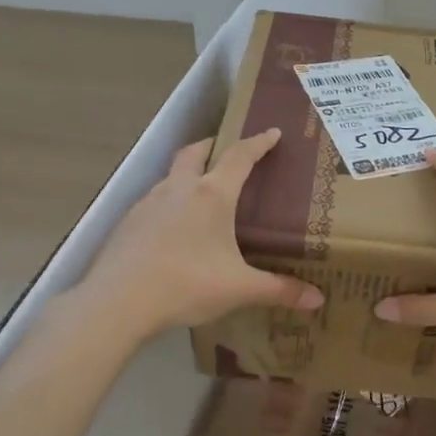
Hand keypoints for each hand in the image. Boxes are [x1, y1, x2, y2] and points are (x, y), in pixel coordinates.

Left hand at [77, 129, 322, 341]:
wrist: (117, 302)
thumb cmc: (186, 285)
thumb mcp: (239, 289)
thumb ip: (279, 290)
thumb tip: (318, 300)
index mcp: (212, 195)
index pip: (240, 157)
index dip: (258, 143)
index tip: (272, 133)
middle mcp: (179, 189)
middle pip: (196, 152)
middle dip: (214, 145)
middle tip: (228, 150)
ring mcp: (148, 203)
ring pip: (171, 175)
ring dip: (188, 173)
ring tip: (201, 191)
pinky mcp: (128, 222)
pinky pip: (154, 201)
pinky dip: (169, 201)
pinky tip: (173, 226)